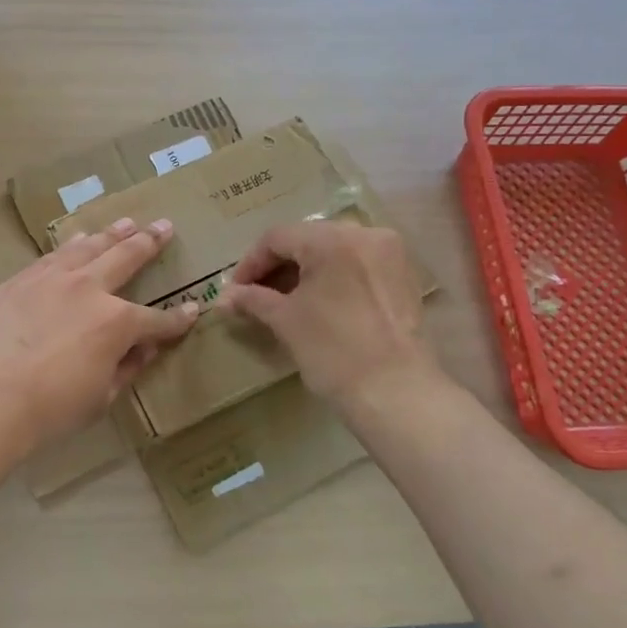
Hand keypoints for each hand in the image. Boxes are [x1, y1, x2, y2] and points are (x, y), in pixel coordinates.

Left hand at [0, 217, 199, 453]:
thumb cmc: (51, 408)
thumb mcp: (101, 397)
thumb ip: (127, 367)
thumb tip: (144, 348)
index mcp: (116, 322)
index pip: (157, 320)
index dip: (177, 319)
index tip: (193, 309)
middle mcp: (87, 288)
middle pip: (126, 258)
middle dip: (150, 243)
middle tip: (164, 226)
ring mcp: (50, 278)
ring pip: (87, 247)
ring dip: (110, 234)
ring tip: (125, 223)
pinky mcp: (18, 281)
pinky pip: (51, 257)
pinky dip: (70, 246)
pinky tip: (75, 241)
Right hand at [222, 220, 437, 408]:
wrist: (396, 393)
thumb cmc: (333, 351)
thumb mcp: (285, 320)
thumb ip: (252, 299)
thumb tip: (223, 297)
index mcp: (332, 239)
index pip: (278, 238)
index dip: (251, 263)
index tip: (235, 291)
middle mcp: (364, 234)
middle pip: (307, 239)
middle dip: (278, 265)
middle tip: (256, 294)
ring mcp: (389, 254)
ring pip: (333, 250)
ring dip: (305, 270)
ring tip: (285, 299)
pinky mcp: (403, 276)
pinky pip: (357, 263)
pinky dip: (333, 276)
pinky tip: (318, 302)